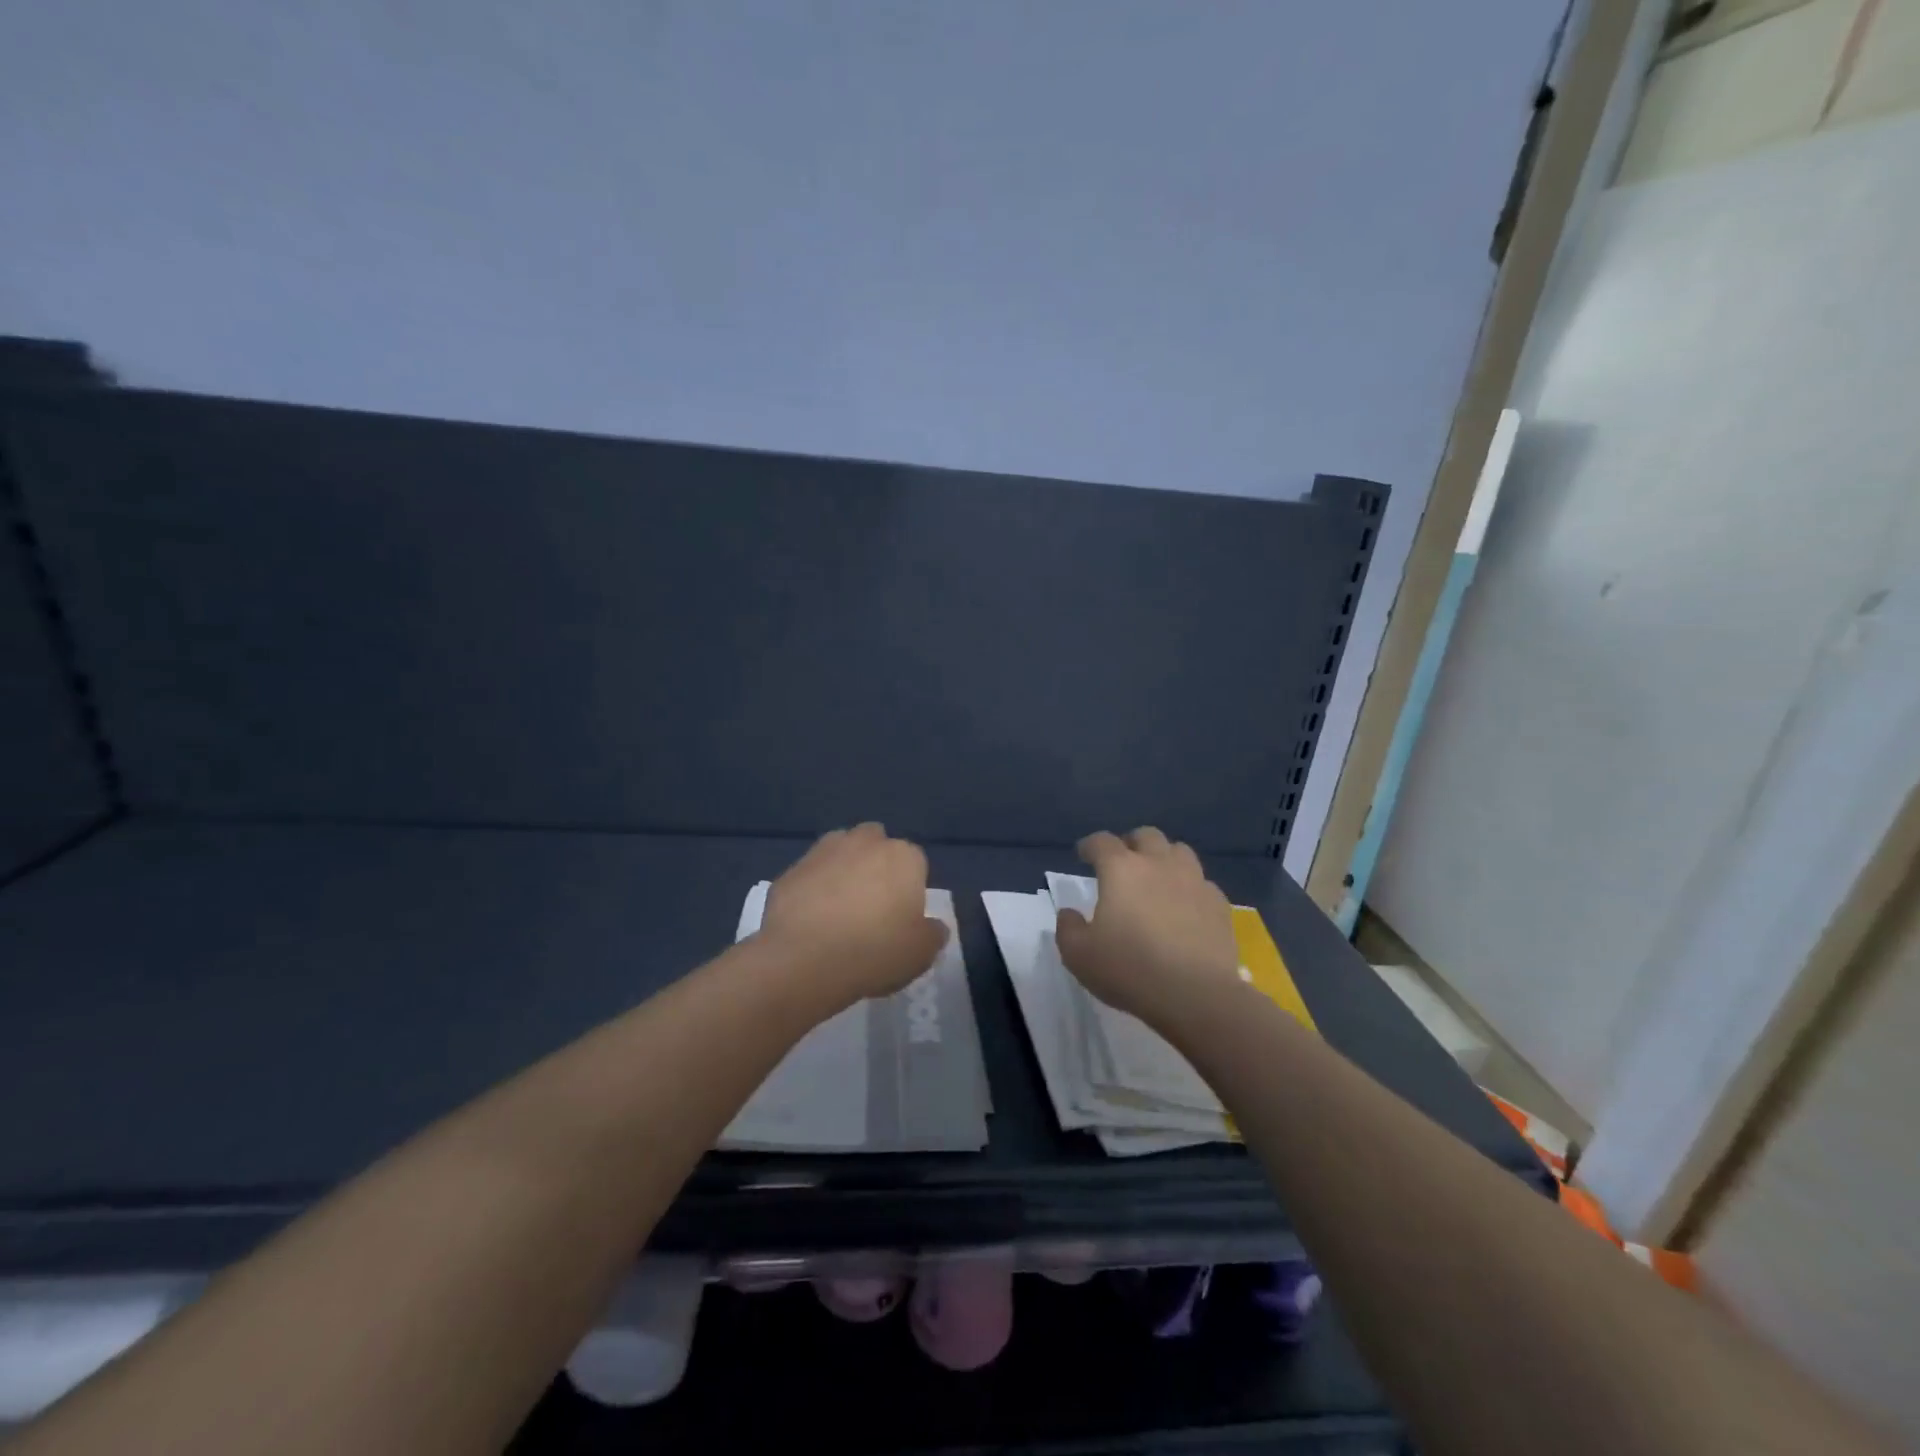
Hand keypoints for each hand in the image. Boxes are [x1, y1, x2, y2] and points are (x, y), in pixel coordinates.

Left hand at [759, 823, 948, 1007]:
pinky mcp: (791, 869)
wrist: (804, 959)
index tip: (902, 916)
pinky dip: (812, 889)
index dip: (910, 889)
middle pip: (877, 844)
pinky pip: (810, 875)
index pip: (916, 863)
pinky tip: (810, 920)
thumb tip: (934, 926)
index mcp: (904, 857)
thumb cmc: (875, 951)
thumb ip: (933, 934)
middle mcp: (866, 842)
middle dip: (876, 865)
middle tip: (871, 906)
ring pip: (841, 851)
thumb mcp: (921, 953)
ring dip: (843, 869)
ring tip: (839, 909)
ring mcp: (824, 851)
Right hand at [1054, 827, 1241, 1026]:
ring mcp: (1194, 881)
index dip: (1090, 845)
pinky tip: (1185, 907)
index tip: (1084, 855)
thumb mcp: (1079, 956)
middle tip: (1123, 862)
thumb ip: (1068, 929)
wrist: (1196, 995)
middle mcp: (1159, 864)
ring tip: (1157, 878)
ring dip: (1164, 858)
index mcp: (1121, 870)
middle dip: (1131, 843)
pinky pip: (1202, 883)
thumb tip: (1070, 913)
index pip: (1101, 842)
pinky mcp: (1219, 904)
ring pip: (1180, 851)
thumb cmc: (1130, 970)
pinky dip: (1190, 888)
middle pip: (1146, 836)